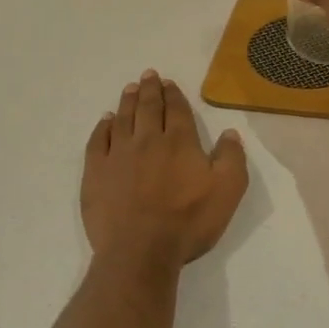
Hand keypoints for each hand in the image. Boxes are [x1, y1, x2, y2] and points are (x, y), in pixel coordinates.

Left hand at [81, 70, 247, 273]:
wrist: (140, 251)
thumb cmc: (188, 221)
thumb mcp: (228, 191)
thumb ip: (232, 158)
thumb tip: (229, 133)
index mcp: (179, 141)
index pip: (176, 109)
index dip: (173, 94)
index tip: (168, 82)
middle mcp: (147, 139)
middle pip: (147, 107)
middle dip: (149, 89)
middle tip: (148, 75)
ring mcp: (118, 155)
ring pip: (122, 119)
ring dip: (127, 101)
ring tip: (129, 89)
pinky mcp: (96, 173)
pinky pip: (98, 141)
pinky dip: (103, 127)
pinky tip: (106, 121)